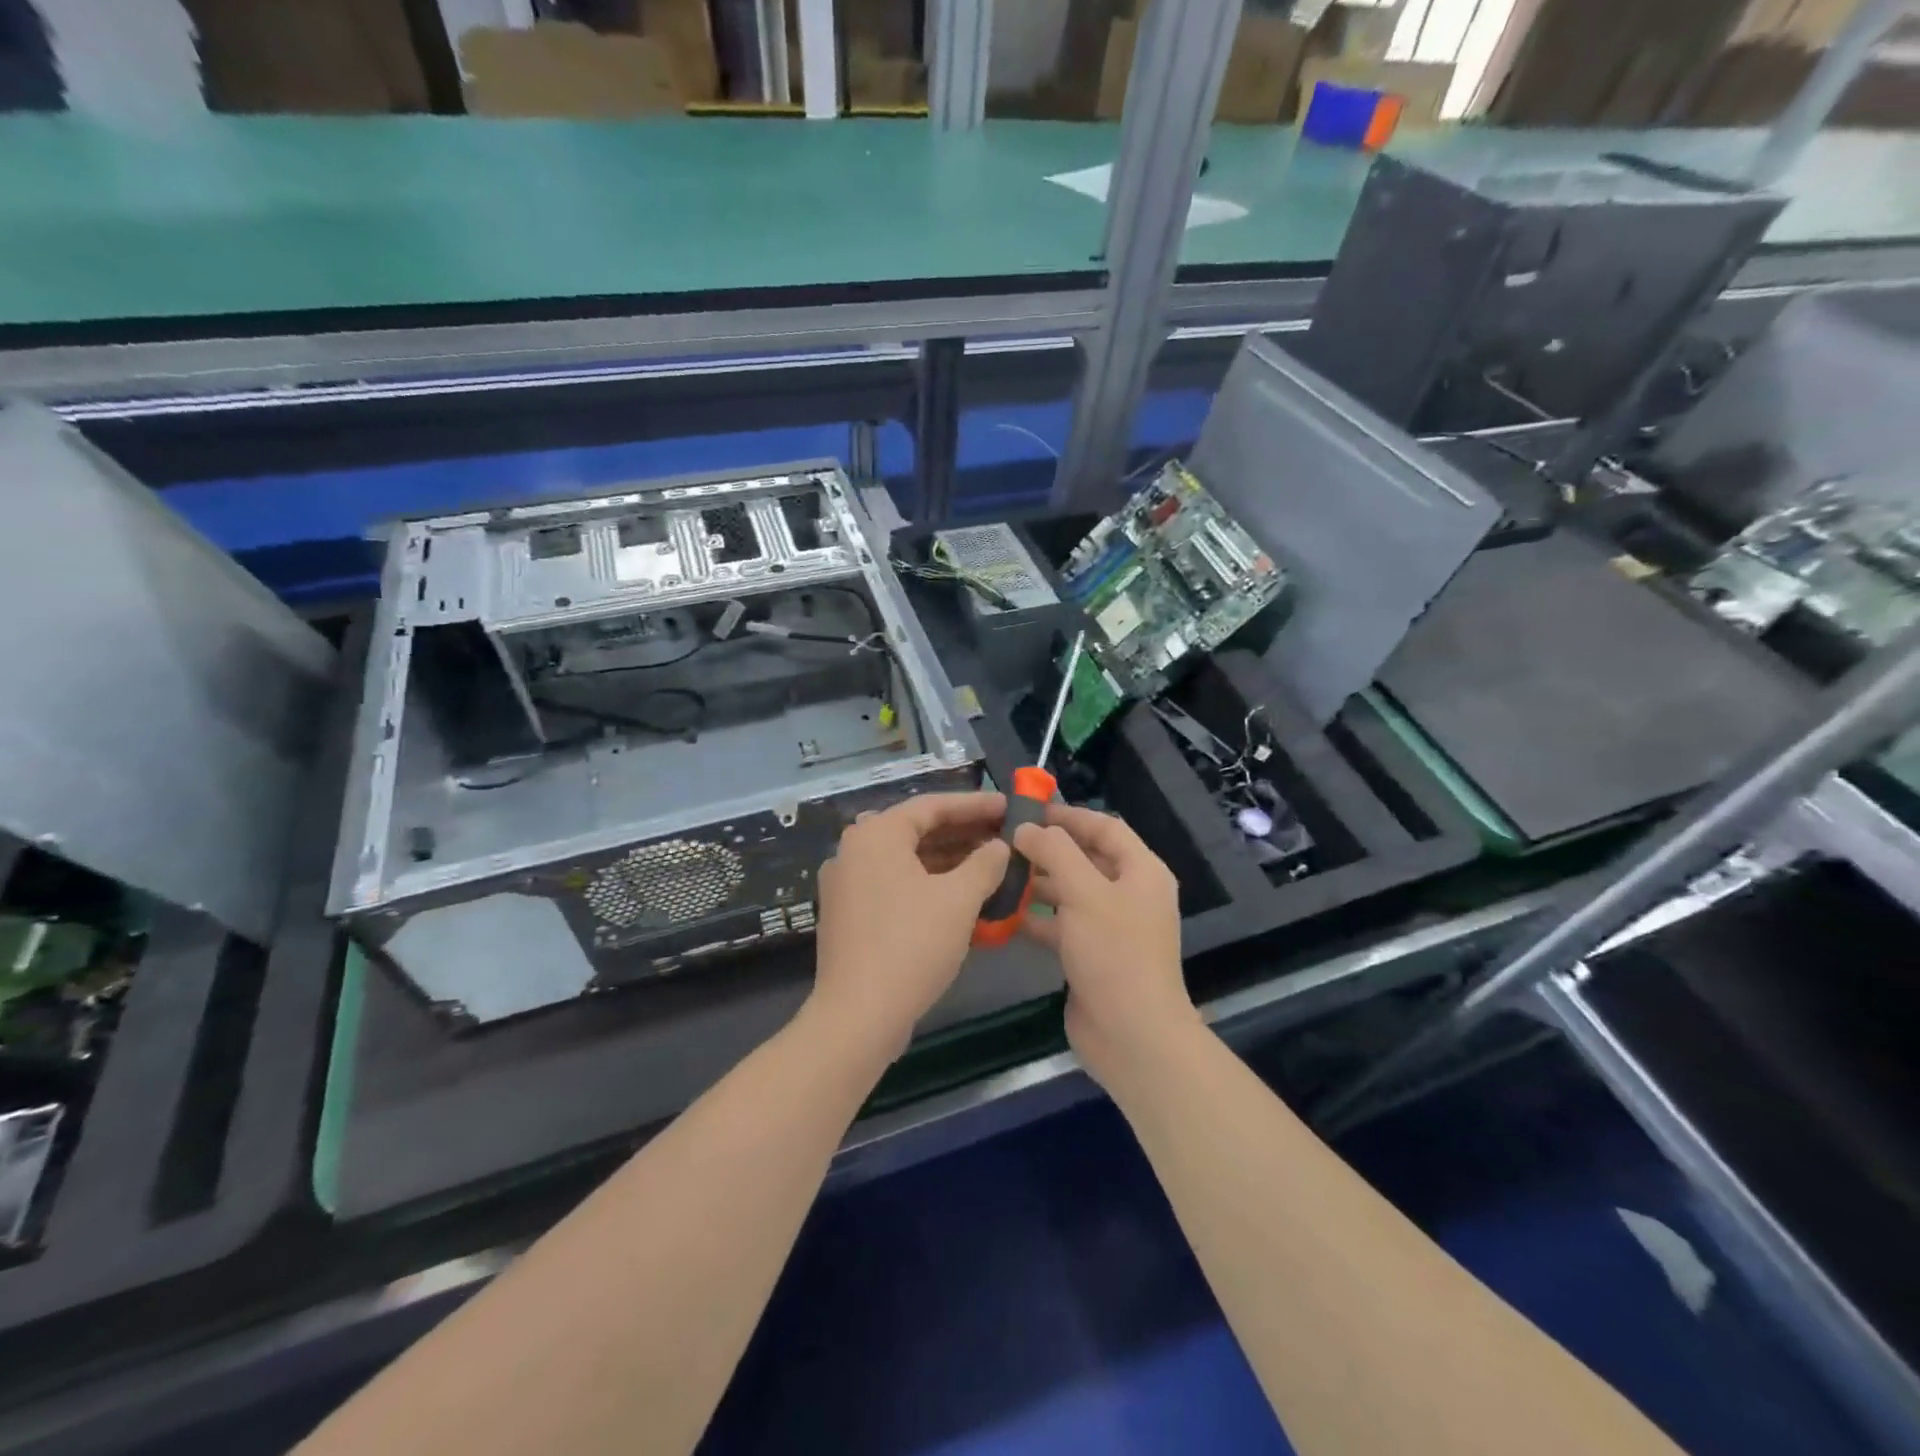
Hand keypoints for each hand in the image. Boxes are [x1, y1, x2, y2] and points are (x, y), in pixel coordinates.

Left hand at [811, 791, 1011, 1057]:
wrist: (858, 1015)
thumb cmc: (911, 945)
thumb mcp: (958, 900)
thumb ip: (985, 864)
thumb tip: (999, 847)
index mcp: (876, 835)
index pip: (931, 806)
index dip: (974, 805)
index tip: (1007, 806)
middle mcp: (855, 851)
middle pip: (917, 830)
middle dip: (962, 832)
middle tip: (1002, 834)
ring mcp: (847, 883)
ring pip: (906, 859)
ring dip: (948, 859)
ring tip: (990, 863)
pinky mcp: (849, 914)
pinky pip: (895, 884)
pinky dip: (928, 883)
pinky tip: (960, 895)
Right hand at [1015, 805, 1197, 1087]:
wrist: (1132, 1036)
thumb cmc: (1114, 953)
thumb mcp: (1084, 893)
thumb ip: (1055, 852)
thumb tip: (1027, 829)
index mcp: (1141, 872)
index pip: (1105, 827)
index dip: (1069, 816)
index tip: (1029, 810)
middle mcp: (1130, 894)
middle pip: (1087, 858)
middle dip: (1048, 849)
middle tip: (1005, 841)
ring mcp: (1112, 927)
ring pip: (1071, 892)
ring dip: (1039, 883)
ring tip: (999, 873)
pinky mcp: (1093, 956)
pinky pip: (1062, 925)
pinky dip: (1037, 919)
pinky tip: (1004, 915)